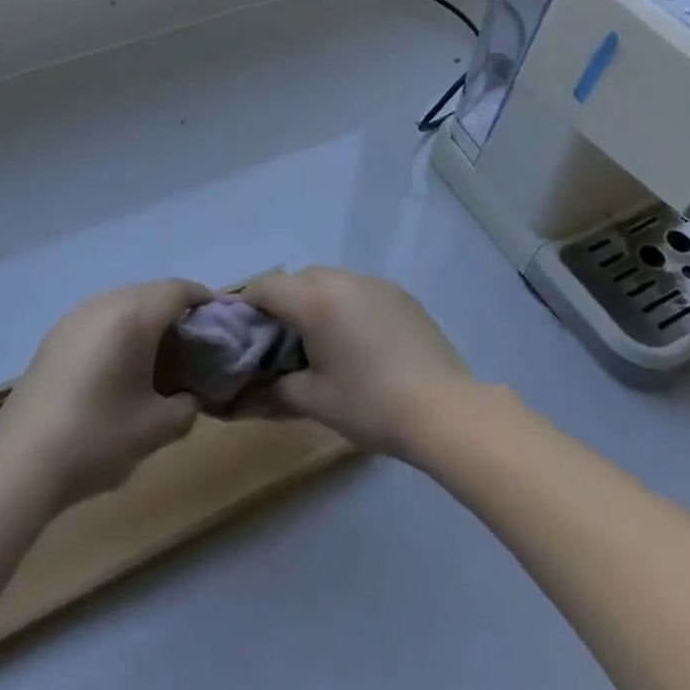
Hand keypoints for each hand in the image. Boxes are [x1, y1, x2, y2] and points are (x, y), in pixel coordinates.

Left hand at [0, 278, 210, 509]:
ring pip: (124, 302)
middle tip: (194, 344)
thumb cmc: (97, 440)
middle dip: (177, 311)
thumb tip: (189, 396)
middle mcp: (105, 303)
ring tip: (158, 356)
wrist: (21, 463)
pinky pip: (101, 317)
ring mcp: (76, 316)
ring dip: (147, 319)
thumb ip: (187, 406)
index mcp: (134, 316)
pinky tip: (120, 366)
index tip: (222, 320)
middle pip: (152, 292)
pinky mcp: (56, 334)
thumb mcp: (156, 429)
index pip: (180, 290)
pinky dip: (120, 329)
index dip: (205, 300)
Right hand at [239, 267, 472, 462]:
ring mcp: (374, 282)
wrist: (445, 410)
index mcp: (314, 299)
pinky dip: (347, 306)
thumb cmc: (371, 404)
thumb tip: (250, 389)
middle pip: (298, 279)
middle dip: (284, 304)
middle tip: (284, 345)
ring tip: (325, 344)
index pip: (266, 287)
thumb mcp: (315, 401)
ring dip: (317, 302)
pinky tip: (361, 343)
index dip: (248, 306)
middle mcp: (342, 279)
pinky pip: (359, 290)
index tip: (245, 334)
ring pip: (330, 281)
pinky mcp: (400, 293)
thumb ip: (275, 388)